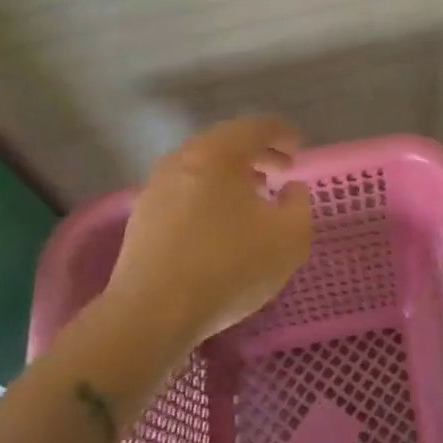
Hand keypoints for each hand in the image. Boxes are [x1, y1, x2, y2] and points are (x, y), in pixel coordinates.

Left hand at [105, 116, 313, 345]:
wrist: (152, 315)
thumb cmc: (230, 266)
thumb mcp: (290, 237)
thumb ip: (299, 204)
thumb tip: (290, 189)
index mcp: (218, 153)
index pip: (256, 127)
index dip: (283, 133)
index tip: (300, 148)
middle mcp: (183, 160)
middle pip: (226, 143)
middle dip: (258, 153)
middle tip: (282, 170)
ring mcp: (156, 188)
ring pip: (202, 168)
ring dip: (232, 176)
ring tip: (254, 199)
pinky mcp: (142, 218)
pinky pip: (185, 191)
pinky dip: (209, 195)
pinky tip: (221, 225)